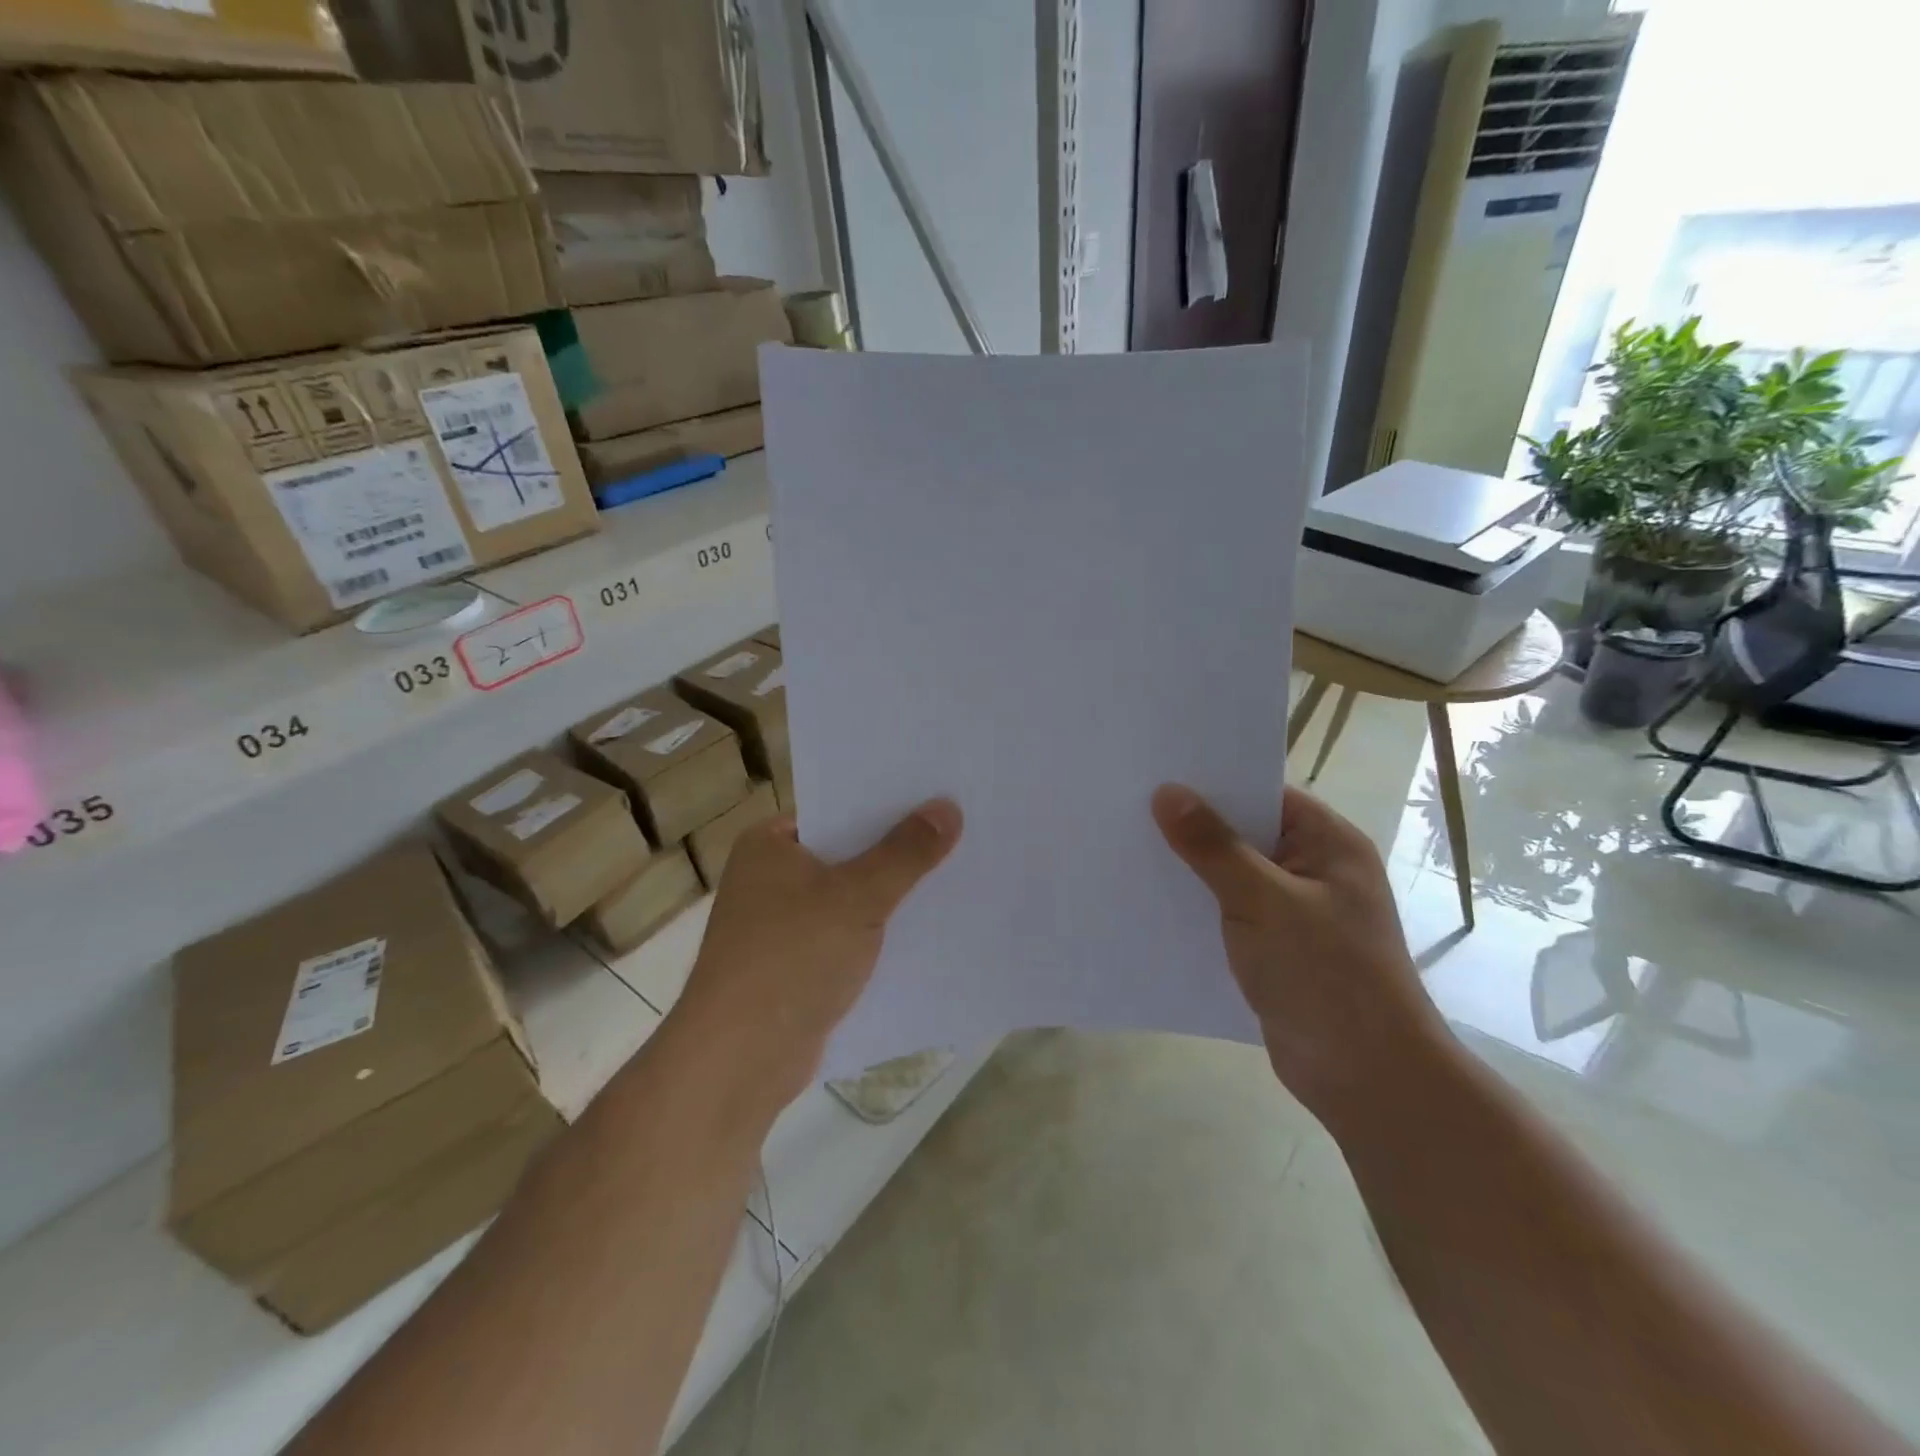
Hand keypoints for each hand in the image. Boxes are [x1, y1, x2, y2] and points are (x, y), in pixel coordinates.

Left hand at [672, 799, 963, 1117]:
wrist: (739, 1061)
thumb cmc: (791, 958)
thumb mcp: (858, 896)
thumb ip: (905, 852)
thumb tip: (948, 807)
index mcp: (768, 845)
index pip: (836, 809)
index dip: (886, 804)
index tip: (937, 797)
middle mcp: (769, 879)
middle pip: (846, 854)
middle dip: (897, 852)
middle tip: (959, 834)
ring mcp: (780, 927)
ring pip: (849, 899)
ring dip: (891, 897)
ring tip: (955, 878)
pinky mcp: (795, 968)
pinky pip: (846, 938)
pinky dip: (878, 935)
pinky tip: (925, 934)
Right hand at [1152, 783, 1448, 1117]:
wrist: (1366, 1078)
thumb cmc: (1325, 974)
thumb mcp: (1263, 901)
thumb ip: (1213, 847)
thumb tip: (1167, 793)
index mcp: (1329, 843)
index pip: (1263, 794)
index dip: (1212, 784)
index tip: (1155, 775)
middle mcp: (1314, 869)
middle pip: (1244, 833)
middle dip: (1193, 827)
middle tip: (1128, 810)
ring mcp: (1296, 911)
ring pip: (1232, 875)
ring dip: (1191, 870)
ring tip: (1128, 851)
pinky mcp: (1277, 948)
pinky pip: (1230, 913)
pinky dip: (1199, 907)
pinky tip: (1153, 903)